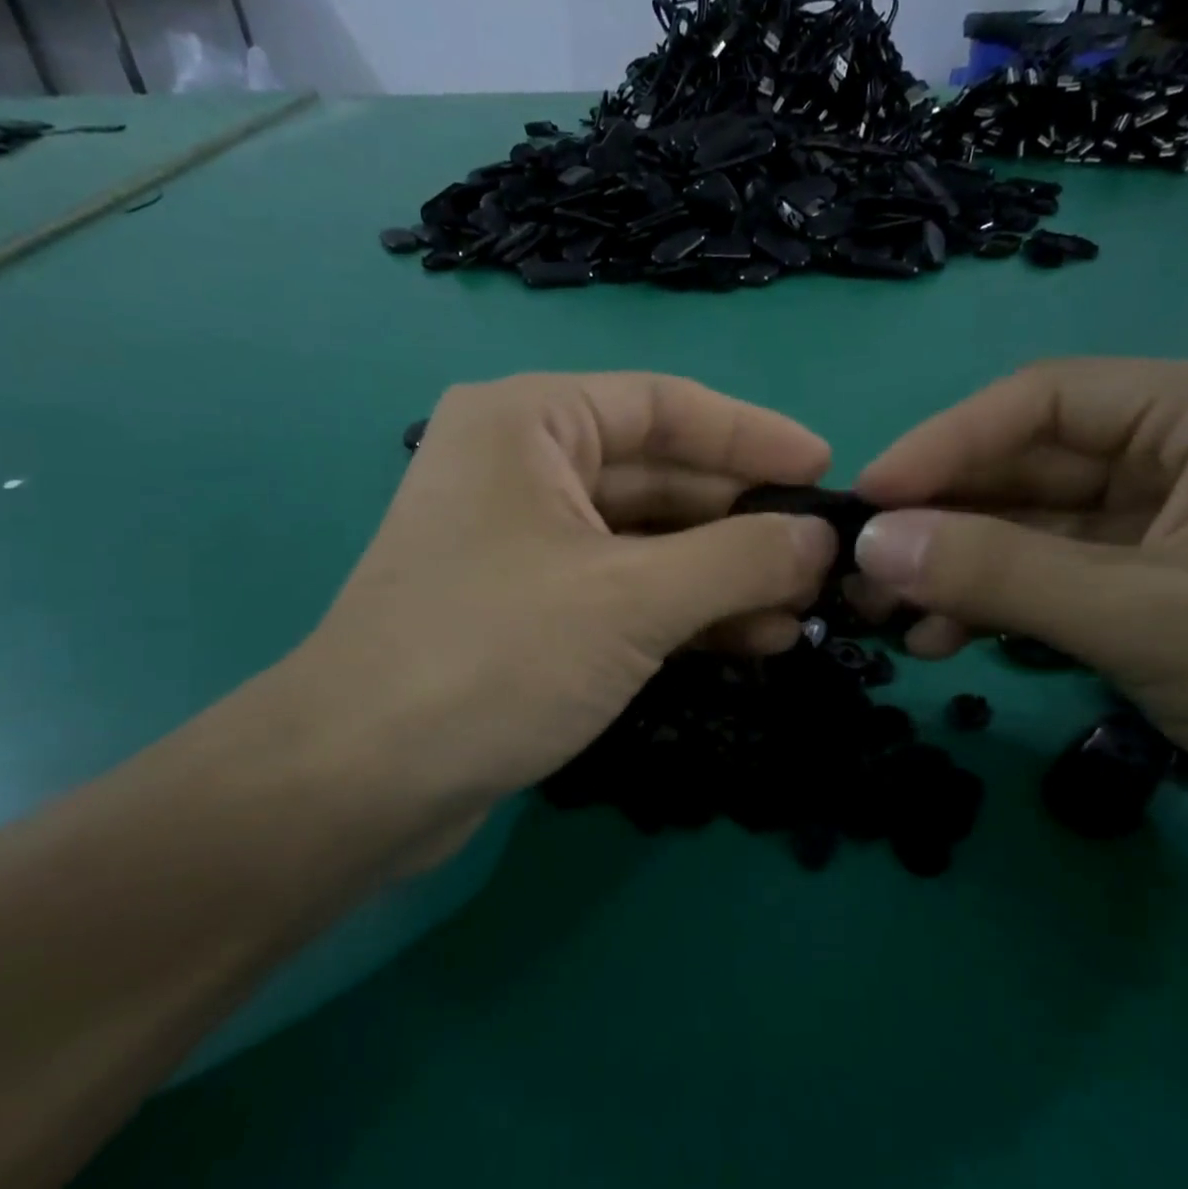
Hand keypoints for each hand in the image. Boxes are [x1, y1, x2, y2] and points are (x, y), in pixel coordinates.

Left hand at [254, 372, 836, 873]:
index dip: (752, 435)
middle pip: (662, 478)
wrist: (361, 781)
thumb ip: (738, 559)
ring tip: (801, 612)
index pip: (665, 406)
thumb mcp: (632, 598)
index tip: (825, 469)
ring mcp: (526, 546)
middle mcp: (524, 469)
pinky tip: (751, 640)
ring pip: (649, 544)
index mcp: (531, 423)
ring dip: (725, 578)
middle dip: (744, 522)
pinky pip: (626, 593)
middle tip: (823, 560)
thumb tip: (821, 539)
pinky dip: (686, 614)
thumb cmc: (493, 656)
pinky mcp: (531, 613)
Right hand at [849, 357, 1187, 875]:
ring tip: (888, 620)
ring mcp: (1163, 525)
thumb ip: (997, 573)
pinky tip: (943, 643)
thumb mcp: (1139, 617)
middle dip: (940, 524)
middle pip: (1026, 470)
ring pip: (1029, 532)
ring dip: (957, 573)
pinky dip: (994, 610)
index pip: (1040, 404)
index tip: (864, 500)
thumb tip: (869, 543)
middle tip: (859, 572)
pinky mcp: (1150, 588)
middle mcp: (1181, 453)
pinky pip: (1049, 581)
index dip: (941, 447)